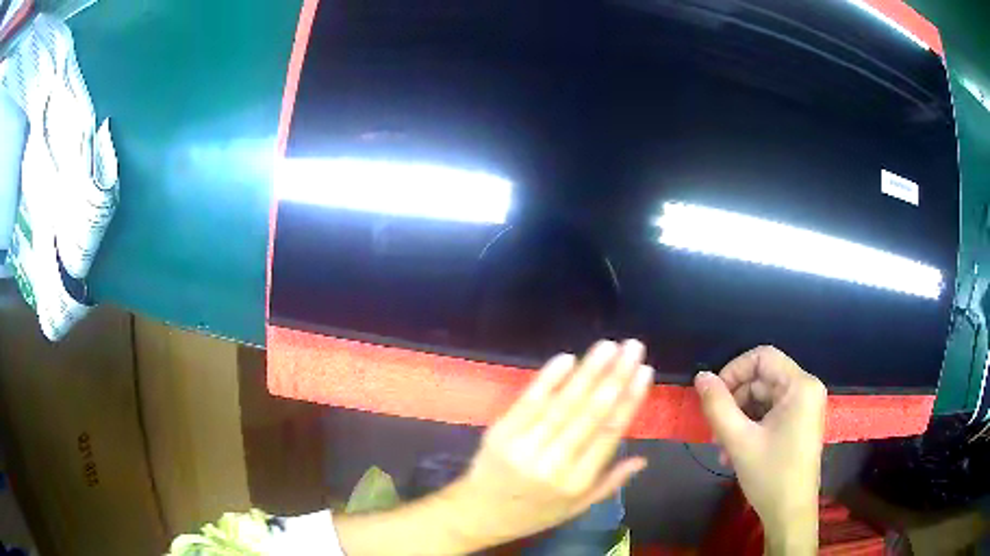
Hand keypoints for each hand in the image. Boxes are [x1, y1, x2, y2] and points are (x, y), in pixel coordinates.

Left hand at [445, 340, 652, 548]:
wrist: (477, 514)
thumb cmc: (533, 514)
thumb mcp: (576, 508)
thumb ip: (610, 483)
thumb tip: (643, 459)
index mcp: (576, 482)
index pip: (609, 434)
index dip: (629, 400)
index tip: (645, 372)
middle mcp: (554, 463)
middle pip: (590, 413)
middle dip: (615, 377)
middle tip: (633, 347)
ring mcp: (525, 446)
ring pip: (563, 404)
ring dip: (588, 371)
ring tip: (608, 346)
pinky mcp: (501, 432)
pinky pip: (529, 402)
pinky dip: (549, 379)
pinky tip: (566, 359)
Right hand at [694, 346, 825, 554]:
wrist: (790, 513)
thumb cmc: (770, 475)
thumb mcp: (739, 441)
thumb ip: (718, 406)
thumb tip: (701, 376)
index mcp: (800, 386)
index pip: (762, 357)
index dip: (733, 370)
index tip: (712, 396)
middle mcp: (807, 389)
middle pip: (762, 378)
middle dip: (734, 402)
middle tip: (714, 431)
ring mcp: (805, 407)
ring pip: (763, 397)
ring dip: (739, 418)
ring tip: (722, 448)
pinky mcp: (800, 422)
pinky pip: (771, 412)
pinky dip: (751, 426)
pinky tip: (735, 451)